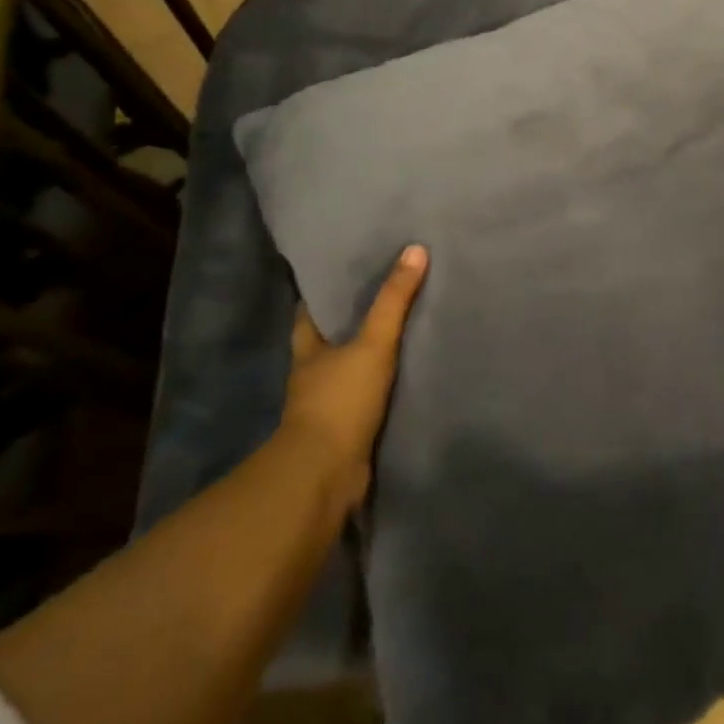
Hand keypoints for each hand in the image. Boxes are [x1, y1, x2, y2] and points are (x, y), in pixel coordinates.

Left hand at [283, 244, 428, 506]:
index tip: (345, 271)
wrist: (326, 473)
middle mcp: (312, 374)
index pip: (309, 312)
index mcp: (309, 349)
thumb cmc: (340, 400)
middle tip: (384, 295)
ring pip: (348, 370)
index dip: (323, 292)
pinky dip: (382, 387)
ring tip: (403, 331)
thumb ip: (394, 301)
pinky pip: (367, 398)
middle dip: (350, 323)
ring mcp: (327, 405)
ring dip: (368, 357)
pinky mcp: (346, 430)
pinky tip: (406, 376)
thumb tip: (415, 249)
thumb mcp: (372, 343)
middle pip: (329, 340)